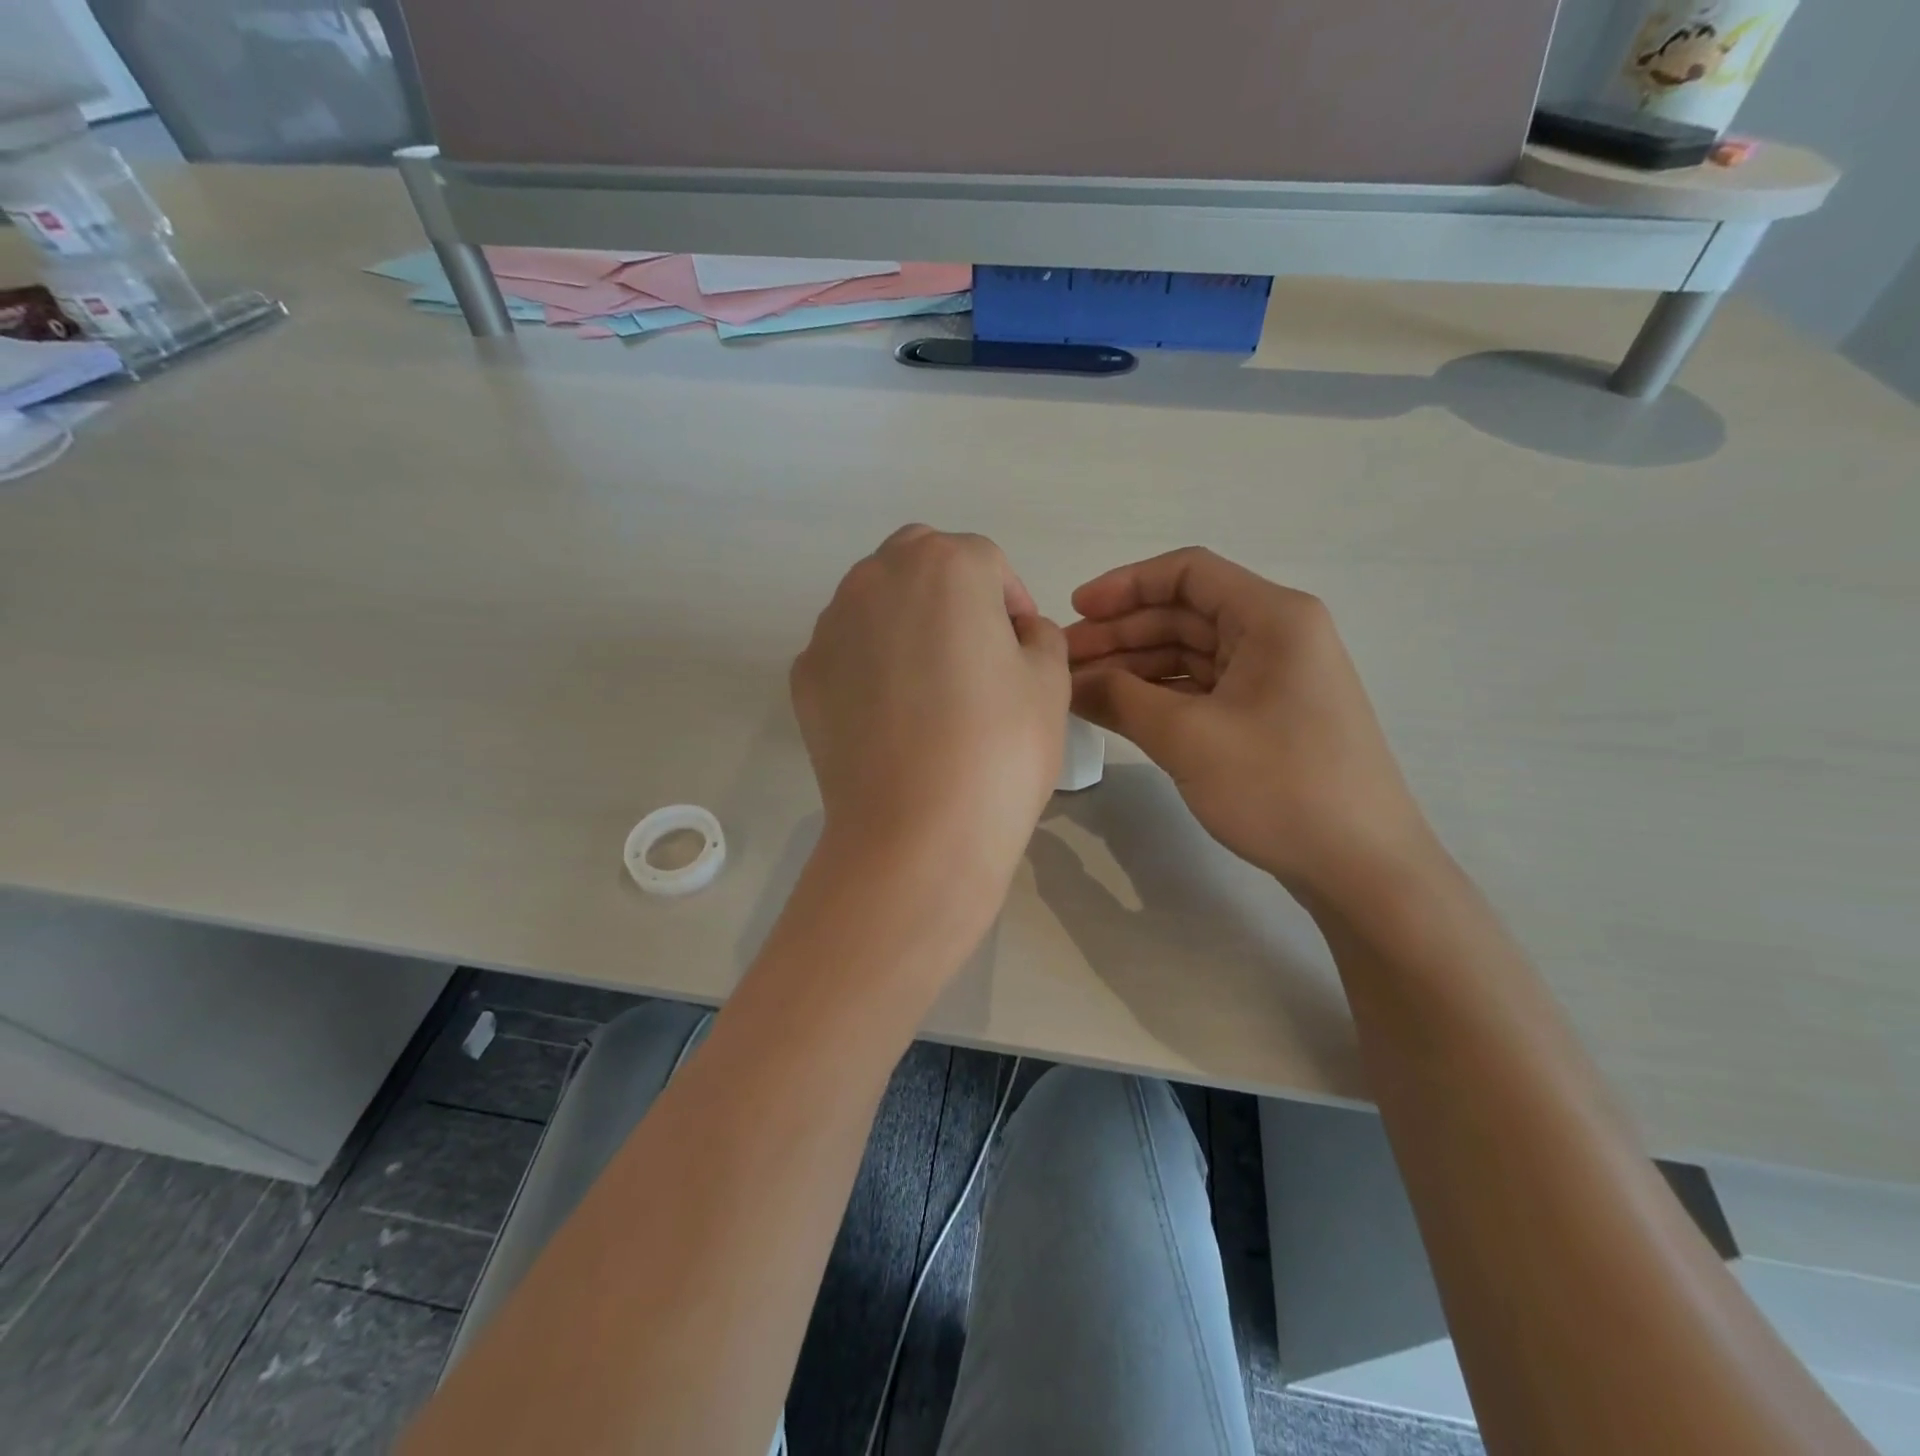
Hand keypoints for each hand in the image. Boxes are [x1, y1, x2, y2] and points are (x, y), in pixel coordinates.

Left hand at [792, 526, 1069, 912]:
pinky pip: (847, 650)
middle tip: (975, 652)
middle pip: (922, 562)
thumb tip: (1016, 633)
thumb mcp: (1051, 682)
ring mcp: (830, 625)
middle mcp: (877, 578)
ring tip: (929, 688)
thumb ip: (1040, 636)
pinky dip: (869, 664)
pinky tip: (891, 716)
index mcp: (946, 566)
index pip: (987, 563)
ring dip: (906, 623)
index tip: (1022, 650)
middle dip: (952, 592)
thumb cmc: (999, 748)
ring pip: (876, 601)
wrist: (916, 832)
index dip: (1011, 604)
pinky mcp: (804, 674)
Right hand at [1066, 547, 1435, 907]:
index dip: (1125, 586)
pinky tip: (1117, 711)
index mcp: (1272, 618)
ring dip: (1134, 667)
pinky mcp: (1266, 717)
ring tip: (1080, 689)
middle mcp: (1276, 636)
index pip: (1188, 573)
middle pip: (1185, 614)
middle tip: (1065, 662)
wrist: (1362, 867)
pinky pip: (1202, 690)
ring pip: (1190, 654)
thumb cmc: (1279, 786)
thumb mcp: (1188, 737)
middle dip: (1121, 633)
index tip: (1075, 612)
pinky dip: (1158, 696)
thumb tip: (1069, 682)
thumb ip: (1120, 698)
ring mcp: (1273, 679)